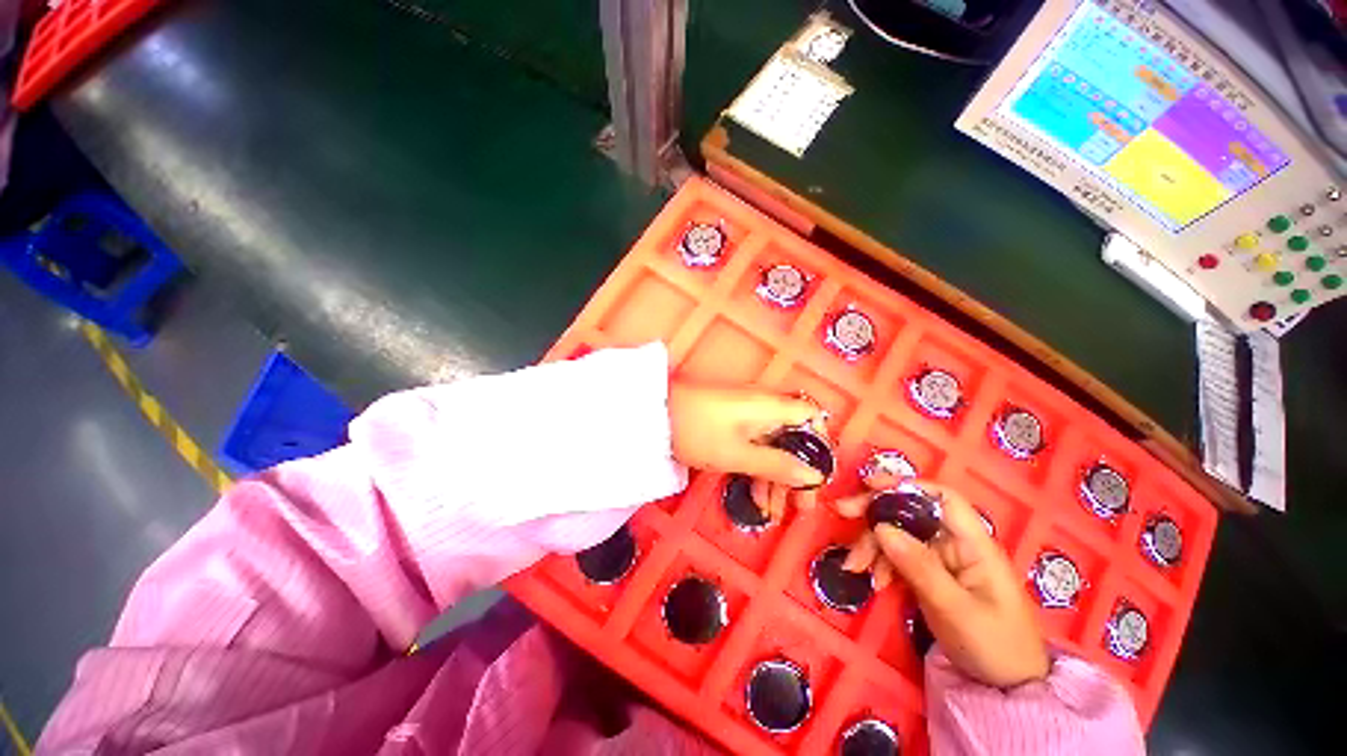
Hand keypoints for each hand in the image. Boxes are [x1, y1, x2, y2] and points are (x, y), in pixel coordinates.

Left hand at [668, 383, 826, 521]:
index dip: (819, 447)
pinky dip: (756, 468)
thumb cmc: (699, 432)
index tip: (815, 478)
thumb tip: (815, 475)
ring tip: (770, 512)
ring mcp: (745, 414)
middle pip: (792, 438)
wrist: (654, 414)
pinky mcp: (729, 422)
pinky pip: (753, 445)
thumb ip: (777, 465)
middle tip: (798, 509)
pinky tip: (753, 494)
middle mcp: (763, 406)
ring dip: (774, 477)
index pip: (812, 419)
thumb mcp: (738, 455)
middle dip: (796, 473)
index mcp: (771, 406)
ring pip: (771, 445)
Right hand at [834, 472, 1049, 688]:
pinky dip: (881, 564)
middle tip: (842, 513)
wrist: (1007, 685)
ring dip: (873, 545)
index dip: (906, 485)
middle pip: (911, 513)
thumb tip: (881, 527)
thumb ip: (919, 567)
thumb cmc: (994, 646)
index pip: (941, 499)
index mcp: (973, 544)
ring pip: (899, 535)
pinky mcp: (930, 573)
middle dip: (875, 512)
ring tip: (855, 567)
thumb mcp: (955, 610)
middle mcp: (956, 544)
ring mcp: (942, 558)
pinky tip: (874, 581)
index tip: (868, 485)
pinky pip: (899, 556)